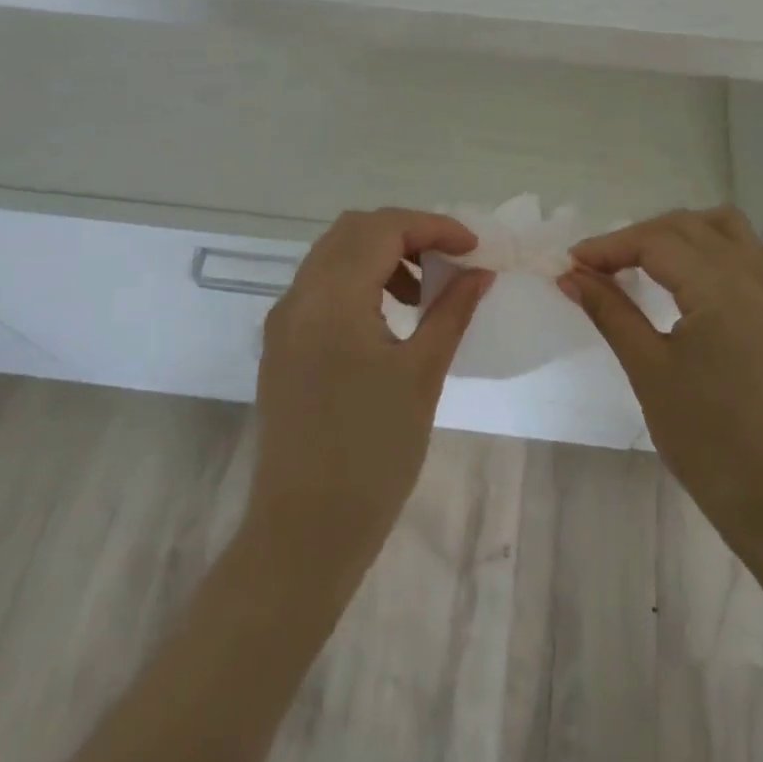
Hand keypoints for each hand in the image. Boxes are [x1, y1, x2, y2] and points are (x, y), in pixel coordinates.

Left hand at [247, 209, 492, 572]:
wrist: (304, 534)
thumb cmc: (372, 454)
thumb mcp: (422, 375)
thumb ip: (451, 311)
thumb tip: (480, 273)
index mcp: (332, 298)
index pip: (383, 228)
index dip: (433, 227)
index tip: (473, 248)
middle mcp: (299, 297)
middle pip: (354, 230)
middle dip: (406, 233)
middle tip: (448, 260)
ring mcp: (285, 322)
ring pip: (334, 255)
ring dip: (382, 254)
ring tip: (423, 291)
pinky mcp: (282, 346)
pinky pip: (321, 286)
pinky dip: (359, 280)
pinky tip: (389, 316)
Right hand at [562, 207, 762, 568]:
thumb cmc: (707, 441)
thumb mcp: (648, 371)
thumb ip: (610, 312)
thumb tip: (571, 275)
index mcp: (718, 288)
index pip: (655, 241)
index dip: (609, 247)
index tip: (572, 265)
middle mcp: (752, 277)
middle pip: (688, 227)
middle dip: (639, 237)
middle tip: (600, 268)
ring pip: (731, 230)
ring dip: (687, 232)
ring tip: (651, 260)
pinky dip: (740, 252)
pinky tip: (716, 274)